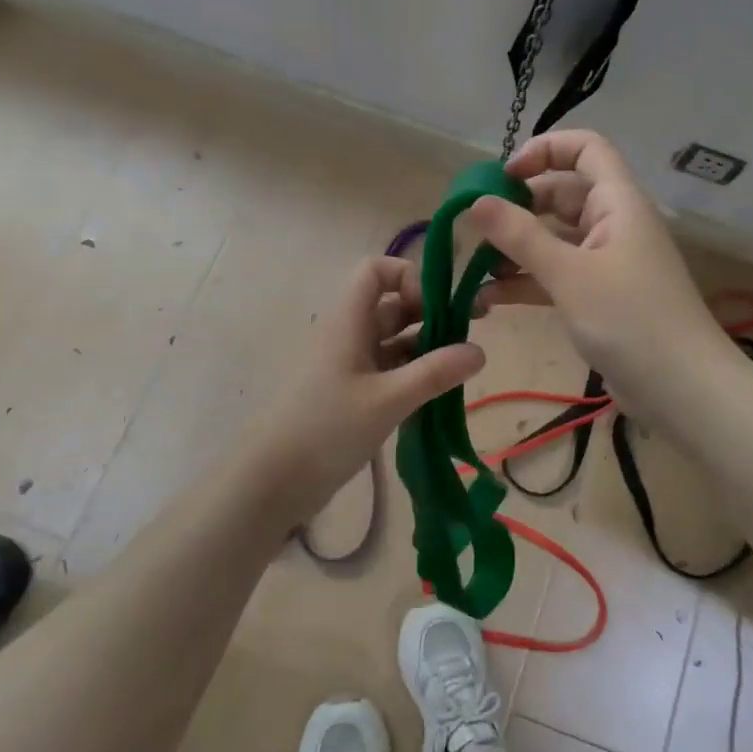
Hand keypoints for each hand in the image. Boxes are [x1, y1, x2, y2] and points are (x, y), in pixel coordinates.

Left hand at [237, 256, 485, 525]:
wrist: (272, 481)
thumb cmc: (327, 429)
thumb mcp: (388, 400)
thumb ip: (435, 373)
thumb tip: (480, 350)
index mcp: (348, 320)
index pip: (376, 270)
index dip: (409, 276)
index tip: (437, 306)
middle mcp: (348, 334)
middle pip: (392, 304)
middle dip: (431, 312)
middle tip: (471, 333)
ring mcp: (348, 364)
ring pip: (393, 338)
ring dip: (426, 345)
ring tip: (460, 367)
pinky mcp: (351, 393)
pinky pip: (388, 368)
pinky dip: (413, 372)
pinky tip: (438, 391)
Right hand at [468, 130, 732, 424]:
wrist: (683, 390)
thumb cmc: (630, 320)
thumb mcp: (569, 274)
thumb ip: (520, 236)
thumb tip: (476, 201)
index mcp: (618, 202)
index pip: (586, 149)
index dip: (544, 150)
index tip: (503, 176)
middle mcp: (614, 224)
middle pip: (563, 195)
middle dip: (518, 207)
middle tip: (477, 228)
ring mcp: (608, 262)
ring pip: (555, 239)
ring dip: (516, 249)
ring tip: (474, 268)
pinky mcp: (599, 297)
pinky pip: (557, 275)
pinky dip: (526, 282)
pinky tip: (488, 300)